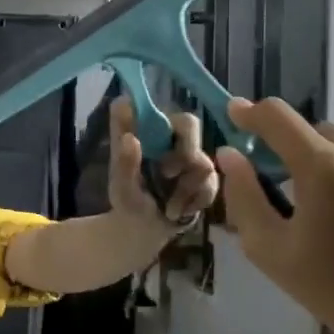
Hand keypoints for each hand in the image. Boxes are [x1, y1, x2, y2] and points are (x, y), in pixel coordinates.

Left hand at [106, 99, 219, 229]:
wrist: (148, 230)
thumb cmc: (128, 202)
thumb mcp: (121, 189)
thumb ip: (124, 165)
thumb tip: (130, 138)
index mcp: (140, 130)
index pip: (144, 103)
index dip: (149, 110)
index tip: (148, 135)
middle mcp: (166, 133)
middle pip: (189, 122)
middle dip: (184, 152)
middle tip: (167, 174)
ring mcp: (189, 150)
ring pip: (202, 158)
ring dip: (186, 188)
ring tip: (169, 207)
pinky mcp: (207, 172)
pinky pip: (212, 181)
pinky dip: (196, 200)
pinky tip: (181, 210)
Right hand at [215, 98, 333, 333]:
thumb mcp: (270, 248)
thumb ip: (244, 195)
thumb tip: (231, 156)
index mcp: (322, 165)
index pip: (277, 117)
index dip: (250, 112)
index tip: (233, 115)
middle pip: (313, 132)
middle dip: (289, 147)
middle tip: (275, 182)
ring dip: (324, 166)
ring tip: (319, 210)